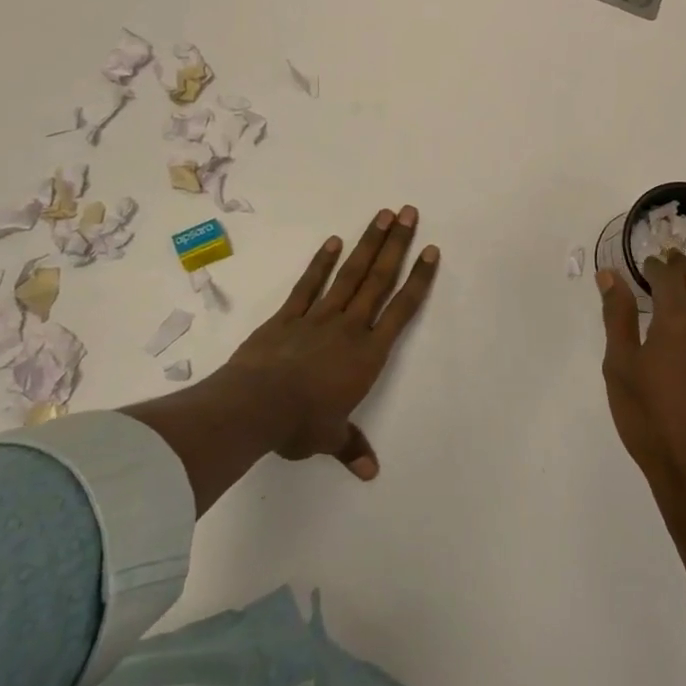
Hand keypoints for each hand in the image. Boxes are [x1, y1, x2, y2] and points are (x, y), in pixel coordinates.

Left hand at [225, 205, 438, 479]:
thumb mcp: (330, 438)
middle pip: (379, 279)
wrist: (254, 407)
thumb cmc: (300, 423)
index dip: (419, 279)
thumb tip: (371, 473)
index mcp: (368, 354)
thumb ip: (352, 447)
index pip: (402, 310)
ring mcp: (318, 317)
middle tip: (409, 212)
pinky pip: (309, 284)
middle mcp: (350, 327)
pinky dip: (322, 262)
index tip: (431, 251)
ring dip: (368, 243)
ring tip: (382, 214)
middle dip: (397, 244)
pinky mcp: (288, 316)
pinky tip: (334, 241)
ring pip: (350, 274)